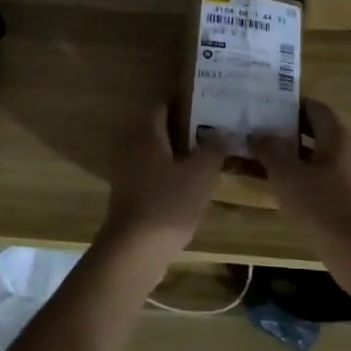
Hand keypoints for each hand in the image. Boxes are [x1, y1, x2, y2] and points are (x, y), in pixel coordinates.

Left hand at [99, 102, 225, 260]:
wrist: (134, 251)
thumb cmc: (168, 204)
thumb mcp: (200, 174)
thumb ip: (213, 148)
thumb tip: (223, 129)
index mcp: (145, 135)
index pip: (161, 104)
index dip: (182, 100)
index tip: (206, 100)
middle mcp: (131, 148)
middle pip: (158, 128)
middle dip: (184, 126)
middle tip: (213, 126)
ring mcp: (127, 173)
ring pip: (156, 152)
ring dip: (178, 151)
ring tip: (208, 153)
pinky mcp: (130, 195)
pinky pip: (152, 173)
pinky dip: (170, 172)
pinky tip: (192, 182)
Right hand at [251, 99, 350, 244]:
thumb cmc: (320, 204)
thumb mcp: (286, 174)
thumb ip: (270, 149)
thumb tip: (258, 133)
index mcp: (337, 136)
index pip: (314, 107)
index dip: (291, 104)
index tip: (265, 106)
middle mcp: (348, 150)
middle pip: (315, 132)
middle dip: (286, 131)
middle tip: (257, 132)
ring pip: (315, 158)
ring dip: (290, 157)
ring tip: (259, 159)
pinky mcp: (348, 199)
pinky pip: (320, 179)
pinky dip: (299, 178)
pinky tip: (278, 188)